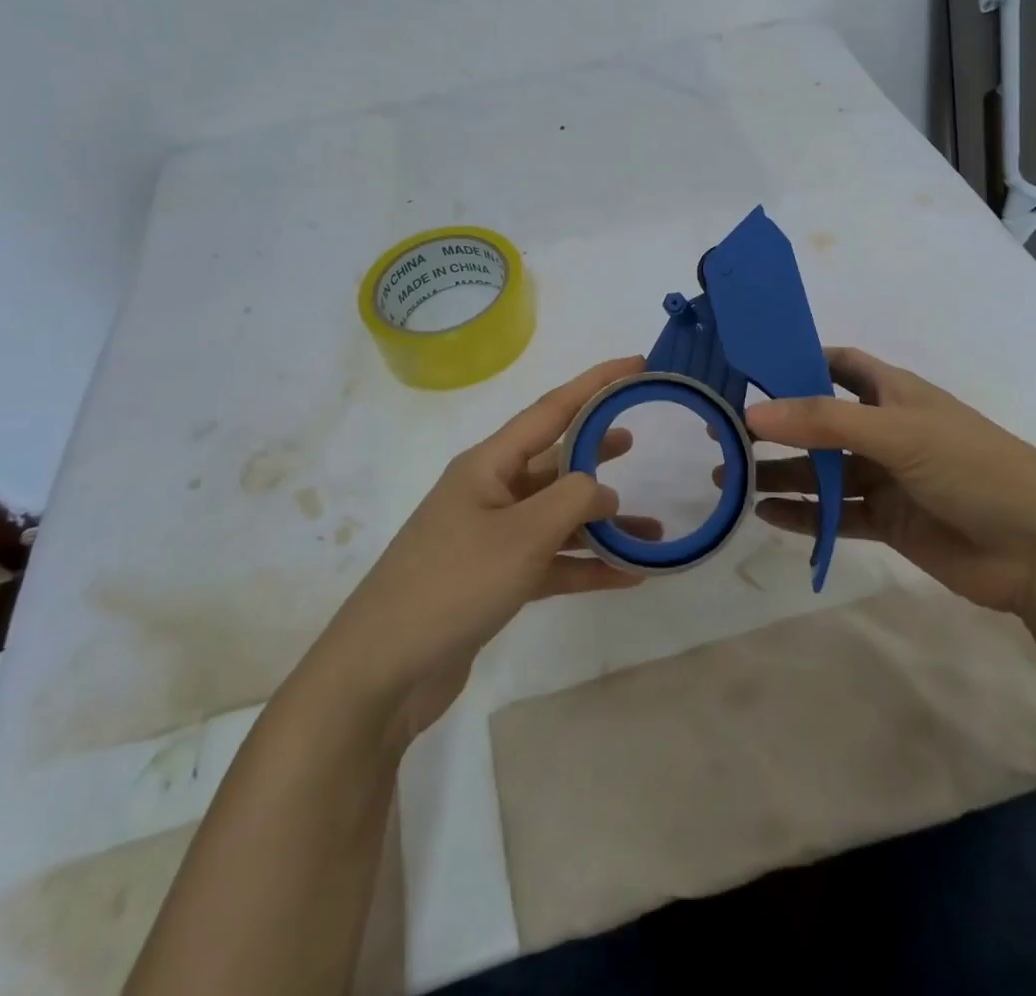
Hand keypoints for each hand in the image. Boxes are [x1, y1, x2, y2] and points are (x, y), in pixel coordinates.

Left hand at [317, 356, 657, 747]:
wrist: (383, 671)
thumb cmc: (452, 583)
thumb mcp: (521, 535)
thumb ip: (572, 501)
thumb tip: (603, 490)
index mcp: (488, 464)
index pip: (551, 409)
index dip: (595, 383)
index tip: (635, 364)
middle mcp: (489, 492)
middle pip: (554, 460)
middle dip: (596, 450)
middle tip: (637, 440)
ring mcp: (490, 537)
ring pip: (557, 517)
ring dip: (602, 524)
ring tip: (652, 529)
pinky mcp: (494, 580)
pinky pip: (550, 560)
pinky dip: (586, 565)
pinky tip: (628, 576)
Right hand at [739, 347, 1035, 613]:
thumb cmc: (974, 468)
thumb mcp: (898, 433)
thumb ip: (824, 422)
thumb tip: (751, 413)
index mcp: (893, 393)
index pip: (836, 364)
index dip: (795, 361)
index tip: (746, 368)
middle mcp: (885, 430)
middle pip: (818, 422)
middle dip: (775, 426)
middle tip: (722, 433)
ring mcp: (886, 478)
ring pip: (821, 471)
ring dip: (780, 474)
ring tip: (729, 478)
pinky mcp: (889, 522)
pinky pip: (835, 515)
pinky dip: (803, 515)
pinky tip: (764, 516)